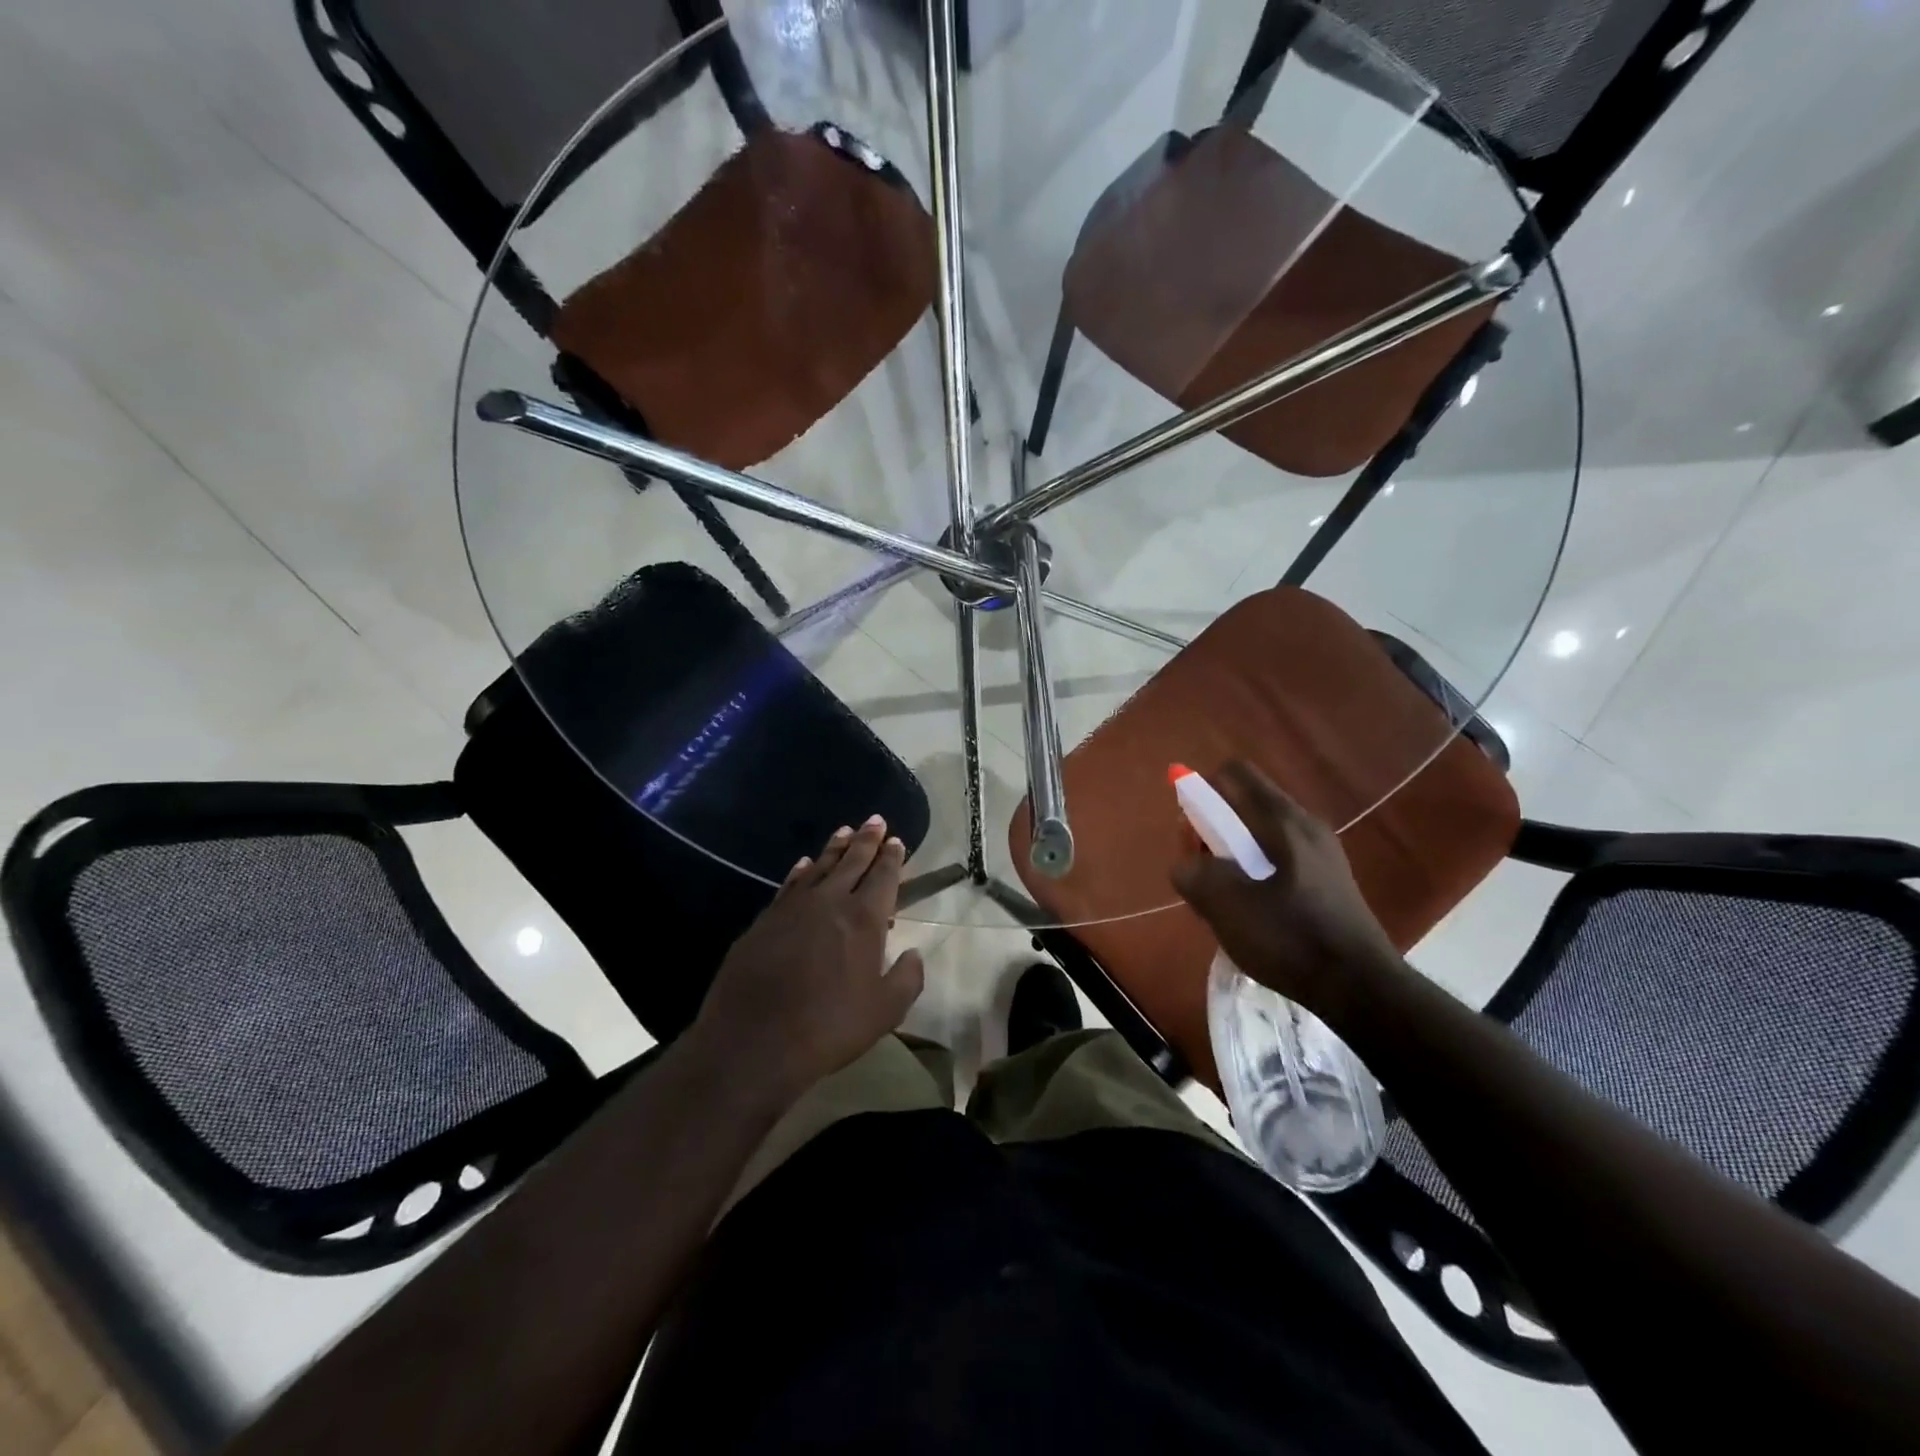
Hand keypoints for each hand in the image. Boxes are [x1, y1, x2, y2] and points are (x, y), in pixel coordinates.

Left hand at [691, 816, 924, 1107]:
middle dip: (867, 840)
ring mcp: (793, 907)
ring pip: (819, 866)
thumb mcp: (885, 1011)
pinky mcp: (765, 920)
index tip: (897, 841)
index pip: (883, 876)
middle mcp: (830, 901)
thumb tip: (914, 953)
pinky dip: (801, 870)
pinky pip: (789, 884)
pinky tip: (804, 864)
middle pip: (852, 861)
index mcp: (864, 918)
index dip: (892, 858)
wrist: (754, 1040)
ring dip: (835, 848)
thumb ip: (907, 978)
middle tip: (875, 820)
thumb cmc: (829, 1026)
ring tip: (845, 831)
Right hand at [1170, 761, 1404, 1020]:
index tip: (1191, 831)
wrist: (1361, 989)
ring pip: (1260, 836)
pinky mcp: (1328, 880)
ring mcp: (1322, 853)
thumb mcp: (1226, 907)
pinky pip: (1278, 860)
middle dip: (1213, 831)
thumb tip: (1186, 864)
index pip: (1234, 773)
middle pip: (1245, 805)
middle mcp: (1305, 825)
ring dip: (1232, 857)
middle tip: (1202, 873)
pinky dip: (1255, 874)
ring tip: (1225, 900)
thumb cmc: (1291, 938)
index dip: (1203, 791)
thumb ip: (1193, 874)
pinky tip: (1253, 913)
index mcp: (1282, 820)